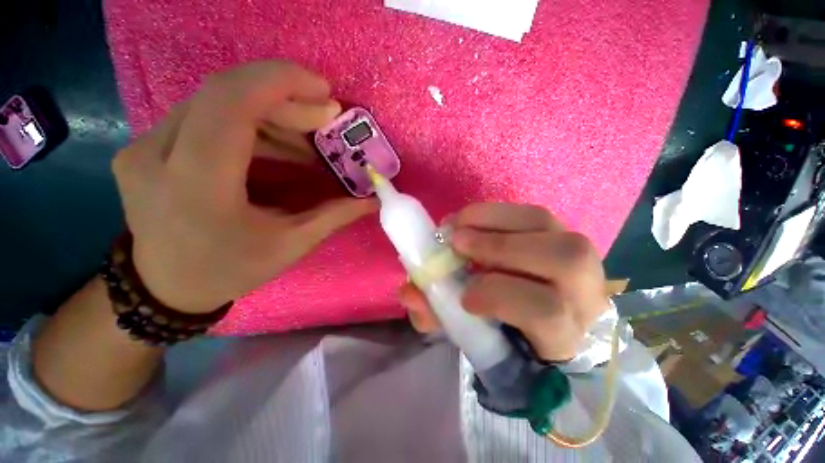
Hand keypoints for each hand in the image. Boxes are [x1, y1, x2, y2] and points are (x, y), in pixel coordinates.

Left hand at [112, 62, 375, 312]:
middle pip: (225, 94)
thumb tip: (372, 200)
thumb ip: (335, 216)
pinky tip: (276, 147)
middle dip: (285, 99)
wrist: (166, 288)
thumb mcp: (291, 246)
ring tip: (307, 142)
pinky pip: (205, 117)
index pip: (231, 103)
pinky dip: (249, 124)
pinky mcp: (148, 146)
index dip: (281, 83)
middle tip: (325, 119)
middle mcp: (157, 155)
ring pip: (216, 102)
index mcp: (197, 186)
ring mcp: (145, 147)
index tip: (325, 92)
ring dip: (270, 114)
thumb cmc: (230, 270)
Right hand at [398, 203, 608, 361]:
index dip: (500, 296)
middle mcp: (584, 294)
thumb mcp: (469, 331)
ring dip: (493, 220)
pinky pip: (534, 212)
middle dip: (499, 246)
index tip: (463, 295)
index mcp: (563, 335)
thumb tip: (408, 292)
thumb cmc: (502, 331)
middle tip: (455, 242)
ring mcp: (579, 256)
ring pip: (547, 225)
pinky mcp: (563, 233)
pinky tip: (472, 220)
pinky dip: (496, 212)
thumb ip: (438, 314)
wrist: (536, 316)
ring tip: (458, 225)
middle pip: (563, 259)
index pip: (548, 313)